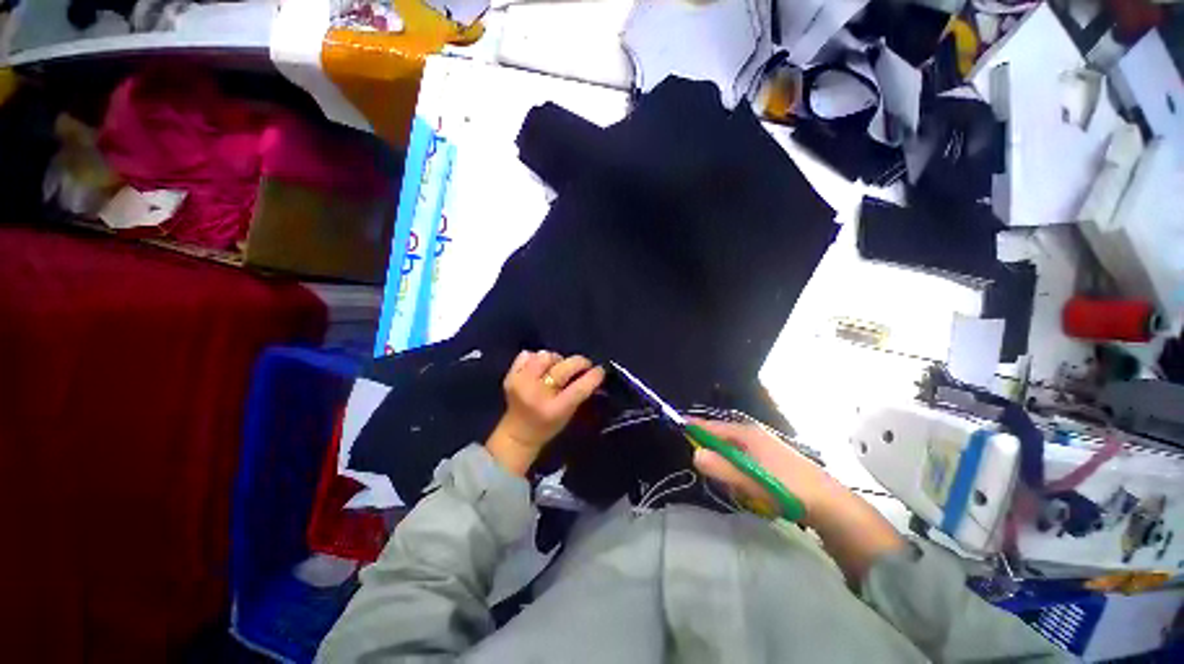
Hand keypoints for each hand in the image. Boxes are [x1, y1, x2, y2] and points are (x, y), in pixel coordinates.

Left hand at [485, 351, 605, 475]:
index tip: (600, 370)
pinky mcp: (510, 376)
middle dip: (579, 362)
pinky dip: (536, 359)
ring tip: (556, 369)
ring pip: (545, 356)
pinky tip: (538, 370)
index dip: (593, 376)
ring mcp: (520, 383)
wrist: (517, 434)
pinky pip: (527, 355)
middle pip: (563, 367)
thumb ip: (580, 393)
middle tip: (583, 365)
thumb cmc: (548, 426)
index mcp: (554, 409)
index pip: (578, 388)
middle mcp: (536, 394)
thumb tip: (594, 372)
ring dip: (556, 360)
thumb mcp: (569, 414)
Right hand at [690, 419, 842, 525]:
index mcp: (746, 433)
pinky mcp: (771, 458)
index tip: (677, 428)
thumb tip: (694, 454)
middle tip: (713, 475)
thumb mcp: (751, 481)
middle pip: (721, 438)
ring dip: (727, 466)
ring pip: (732, 451)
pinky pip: (744, 459)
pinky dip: (739, 470)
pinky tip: (749, 487)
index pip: (712, 426)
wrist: (830, 505)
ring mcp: (764, 445)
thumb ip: (722, 468)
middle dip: (712, 454)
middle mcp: (753, 434)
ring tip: (737, 487)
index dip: (694, 427)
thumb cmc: (787, 489)